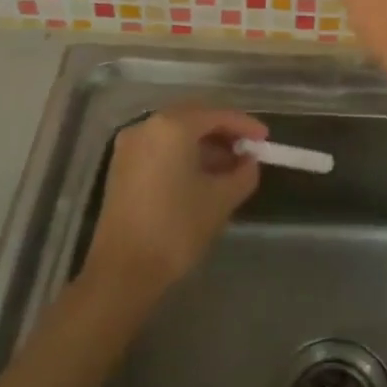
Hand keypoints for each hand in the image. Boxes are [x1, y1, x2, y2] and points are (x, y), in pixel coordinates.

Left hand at [85, 106, 267, 298]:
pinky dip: (183, 154)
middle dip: (223, 131)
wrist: (123, 271)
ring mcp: (129, 146)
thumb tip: (249, 163)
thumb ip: (243, 174)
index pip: (217, 115)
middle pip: (194, 117)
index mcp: (172, 127)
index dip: (245, 125)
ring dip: (204, 144)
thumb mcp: (221, 199)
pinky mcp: (121, 166)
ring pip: (175, 132)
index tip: (265, 139)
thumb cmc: (176, 228)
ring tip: (230, 166)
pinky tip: (202, 175)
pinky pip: (160, 148)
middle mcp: (147, 126)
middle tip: (248, 150)